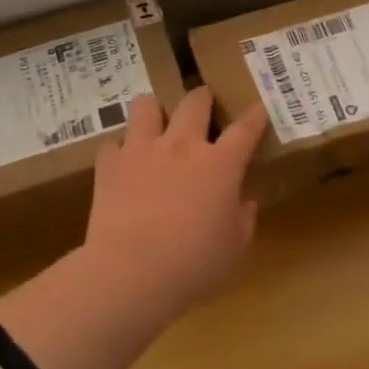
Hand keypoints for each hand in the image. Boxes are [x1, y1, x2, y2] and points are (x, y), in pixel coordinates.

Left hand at [84, 88, 267, 312]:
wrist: (133, 272)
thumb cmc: (195, 263)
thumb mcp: (235, 247)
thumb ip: (244, 219)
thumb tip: (246, 203)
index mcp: (220, 164)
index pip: (245, 129)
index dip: (254, 117)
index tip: (258, 108)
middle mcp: (182, 146)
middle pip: (195, 103)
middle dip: (203, 97)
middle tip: (204, 100)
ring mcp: (142, 150)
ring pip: (146, 106)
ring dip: (154, 110)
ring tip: (155, 121)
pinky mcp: (109, 164)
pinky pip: (113, 143)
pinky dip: (120, 150)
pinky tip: (123, 163)